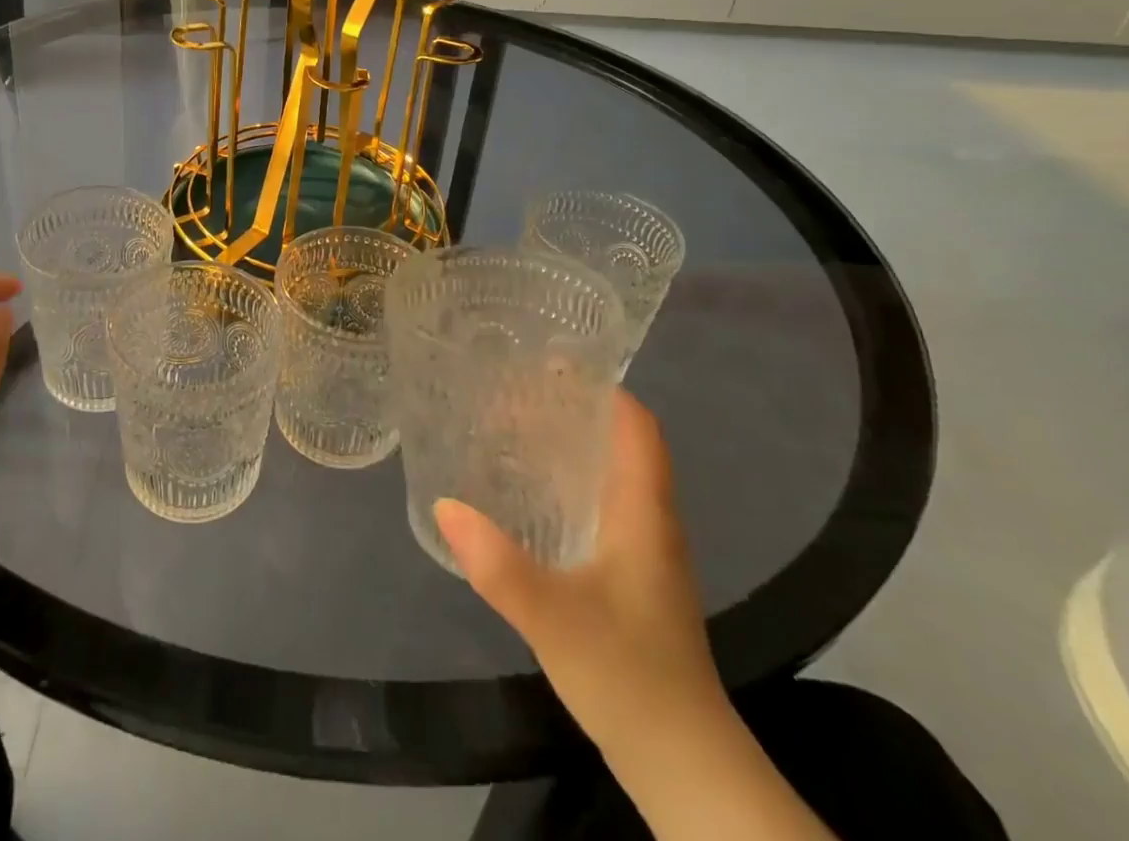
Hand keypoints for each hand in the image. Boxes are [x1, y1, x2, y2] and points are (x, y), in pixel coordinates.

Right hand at [434, 390, 725, 758]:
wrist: (684, 767)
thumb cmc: (630, 677)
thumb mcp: (555, 618)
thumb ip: (499, 564)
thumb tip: (445, 504)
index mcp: (644, 513)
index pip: (637, 427)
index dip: (602, 387)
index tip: (549, 361)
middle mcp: (649, 522)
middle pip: (617, 443)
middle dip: (569, 410)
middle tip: (509, 391)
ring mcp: (643, 553)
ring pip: (607, 475)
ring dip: (565, 446)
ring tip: (508, 429)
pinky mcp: (630, 578)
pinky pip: (598, 506)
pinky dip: (564, 484)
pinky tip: (525, 495)